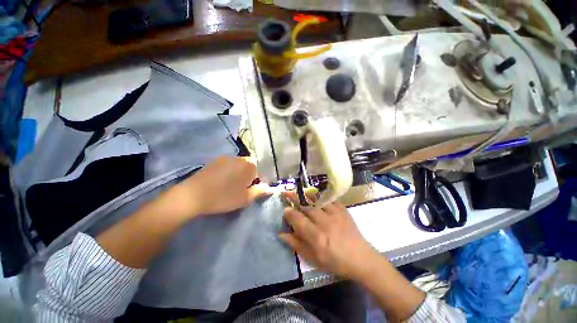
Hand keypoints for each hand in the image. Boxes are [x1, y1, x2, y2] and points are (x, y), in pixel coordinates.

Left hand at [179, 156, 271, 215]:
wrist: (192, 195)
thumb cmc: (223, 198)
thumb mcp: (245, 198)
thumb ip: (259, 191)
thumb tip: (270, 188)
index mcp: (249, 165)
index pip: (261, 170)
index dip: (260, 180)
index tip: (254, 189)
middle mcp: (239, 157)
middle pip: (251, 166)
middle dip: (250, 176)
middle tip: (243, 188)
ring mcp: (226, 157)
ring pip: (240, 164)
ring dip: (240, 173)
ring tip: (232, 185)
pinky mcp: (215, 160)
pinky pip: (229, 164)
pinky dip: (230, 171)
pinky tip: (222, 181)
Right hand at [279, 192, 378, 278]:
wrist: (360, 258)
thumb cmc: (335, 261)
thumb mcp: (313, 258)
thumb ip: (296, 245)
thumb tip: (281, 234)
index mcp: (317, 237)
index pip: (298, 220)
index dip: (289, 213)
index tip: (285, 210)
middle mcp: (325, 223)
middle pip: (306, 207)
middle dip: (295, 199)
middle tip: (288, 194)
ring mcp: (335, 214)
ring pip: (317, 200)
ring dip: (306, 195)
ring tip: (299, 191)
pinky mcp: (343, 210)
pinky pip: (329, 199)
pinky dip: (321, 196)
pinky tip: (317, 196)